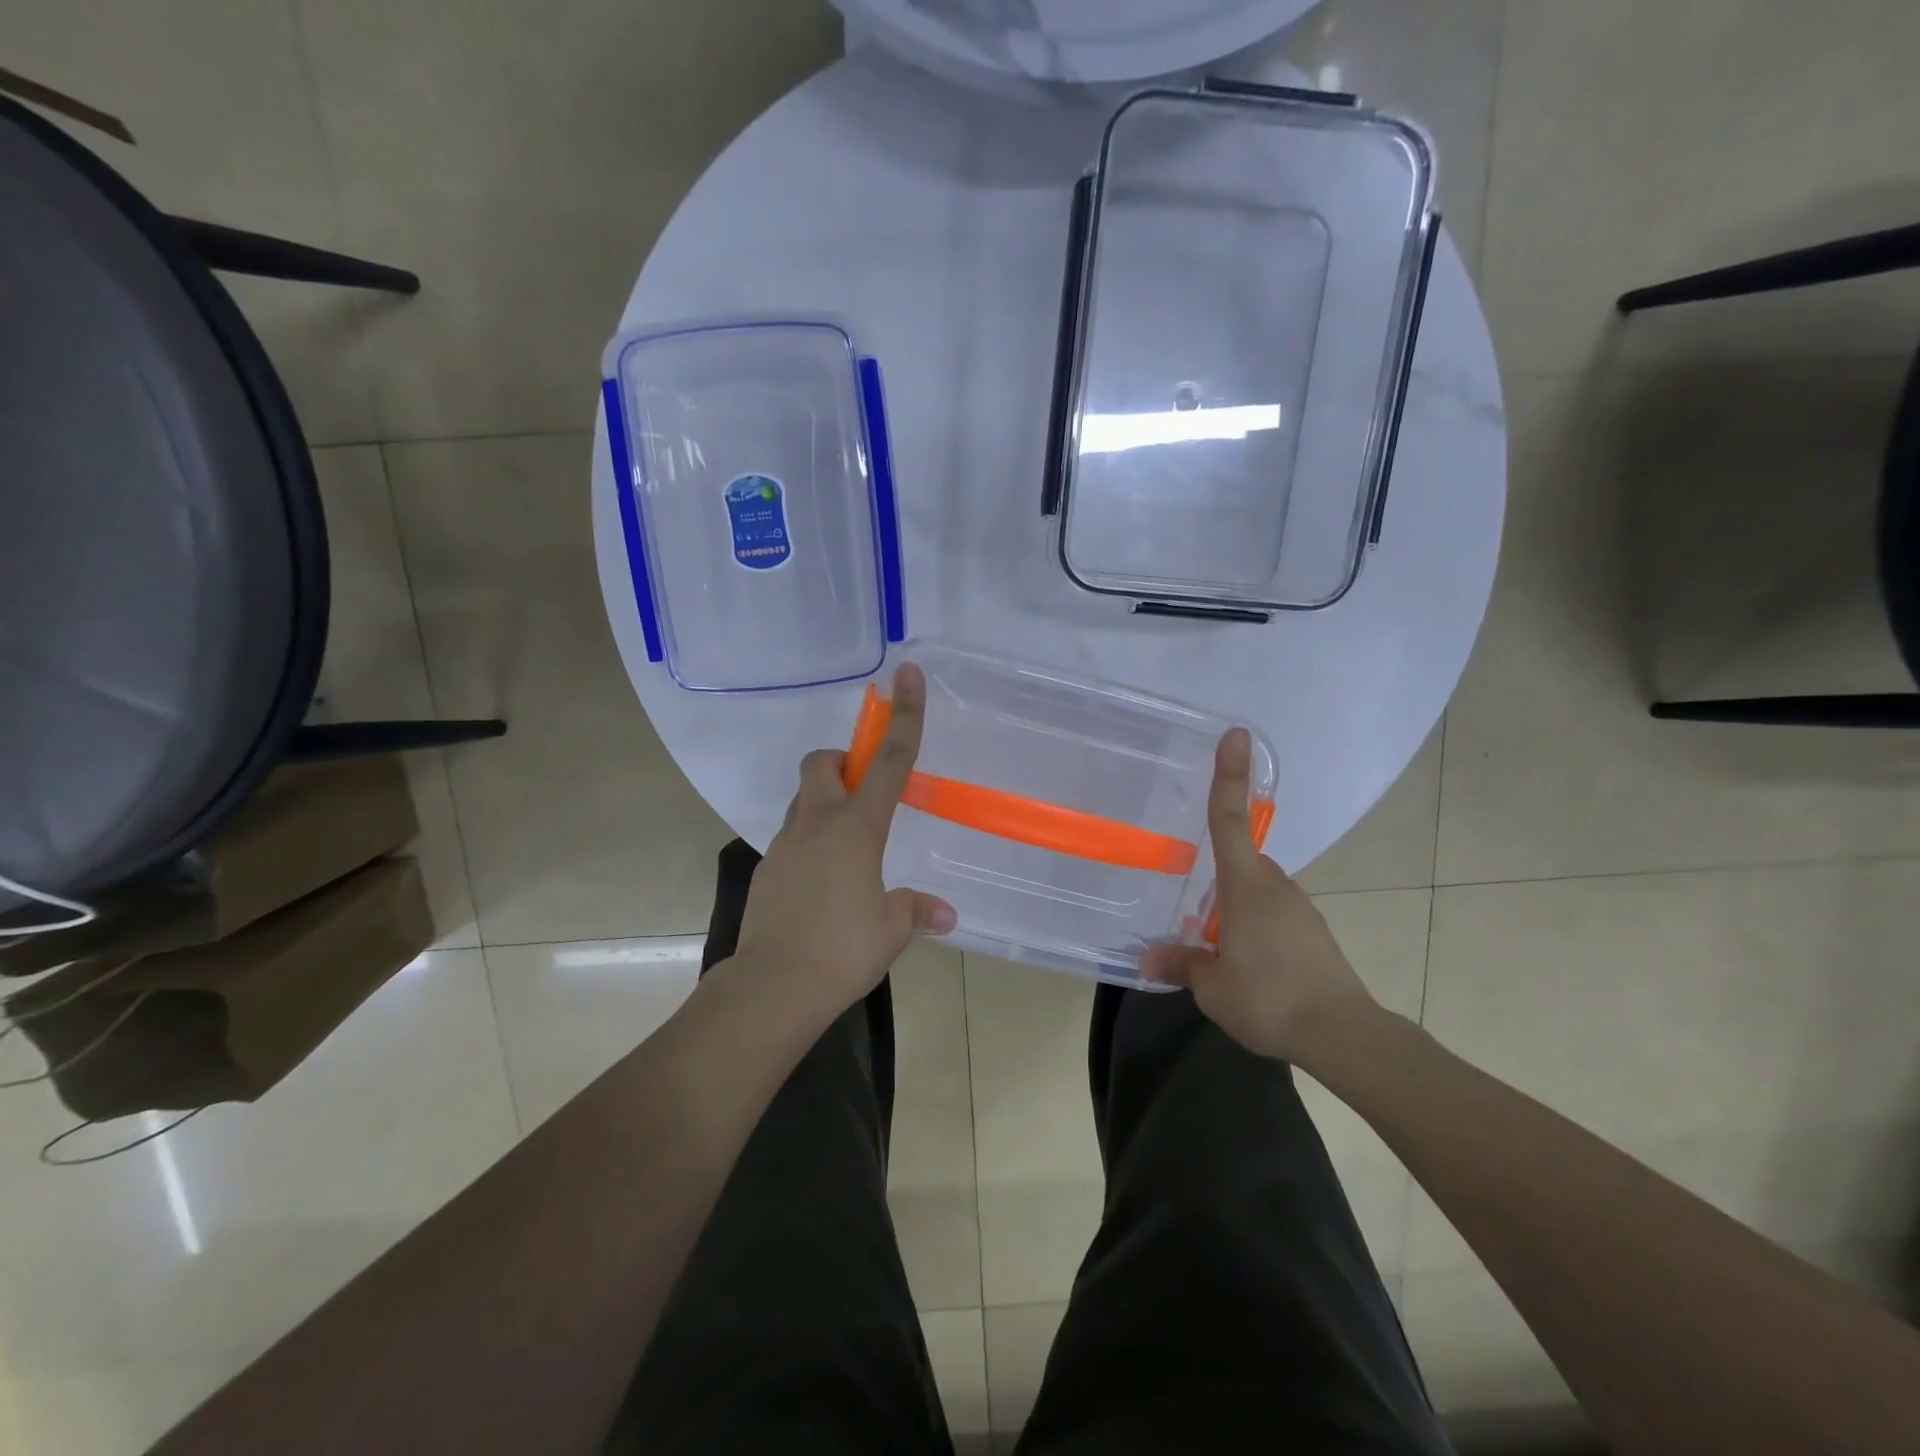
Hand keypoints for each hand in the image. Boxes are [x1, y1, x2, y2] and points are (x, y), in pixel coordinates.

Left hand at [731, 662, 955, 1017]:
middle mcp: (817, 824)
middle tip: (862, 793)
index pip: (890, 761)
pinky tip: (823, 885)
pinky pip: (791, 839)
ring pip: (803, 801)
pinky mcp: (766, 870)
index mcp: (857, 828)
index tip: (907, 676)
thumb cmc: (842, 950)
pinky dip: (809, 844)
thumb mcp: (890, 930)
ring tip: (848, 851)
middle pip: (821, 763)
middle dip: (842, 762)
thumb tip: (944, 914)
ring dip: (825, 805)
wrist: (772, 987)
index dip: (904, 716)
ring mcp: (785, 845)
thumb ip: (915, 911)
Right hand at [1141, 728, 1377, 1064]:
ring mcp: (1300, 909)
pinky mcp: (1314, 933)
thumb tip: (1148, 957)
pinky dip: (1256, 928)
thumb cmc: (1269, 997)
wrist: (1343, 1034)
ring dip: (1235, 911)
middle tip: (1196, 924)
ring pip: (1257, 892)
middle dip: (1217, 885)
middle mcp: (1276, 886)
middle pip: (1240, 863)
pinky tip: (1250, 966)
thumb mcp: (1212, 986)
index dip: (1230, 776)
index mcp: (1247, 886)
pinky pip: (1274, 915)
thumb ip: (1180, 964)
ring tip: (1220, 955)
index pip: (1231, 819)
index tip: (1236, 736)